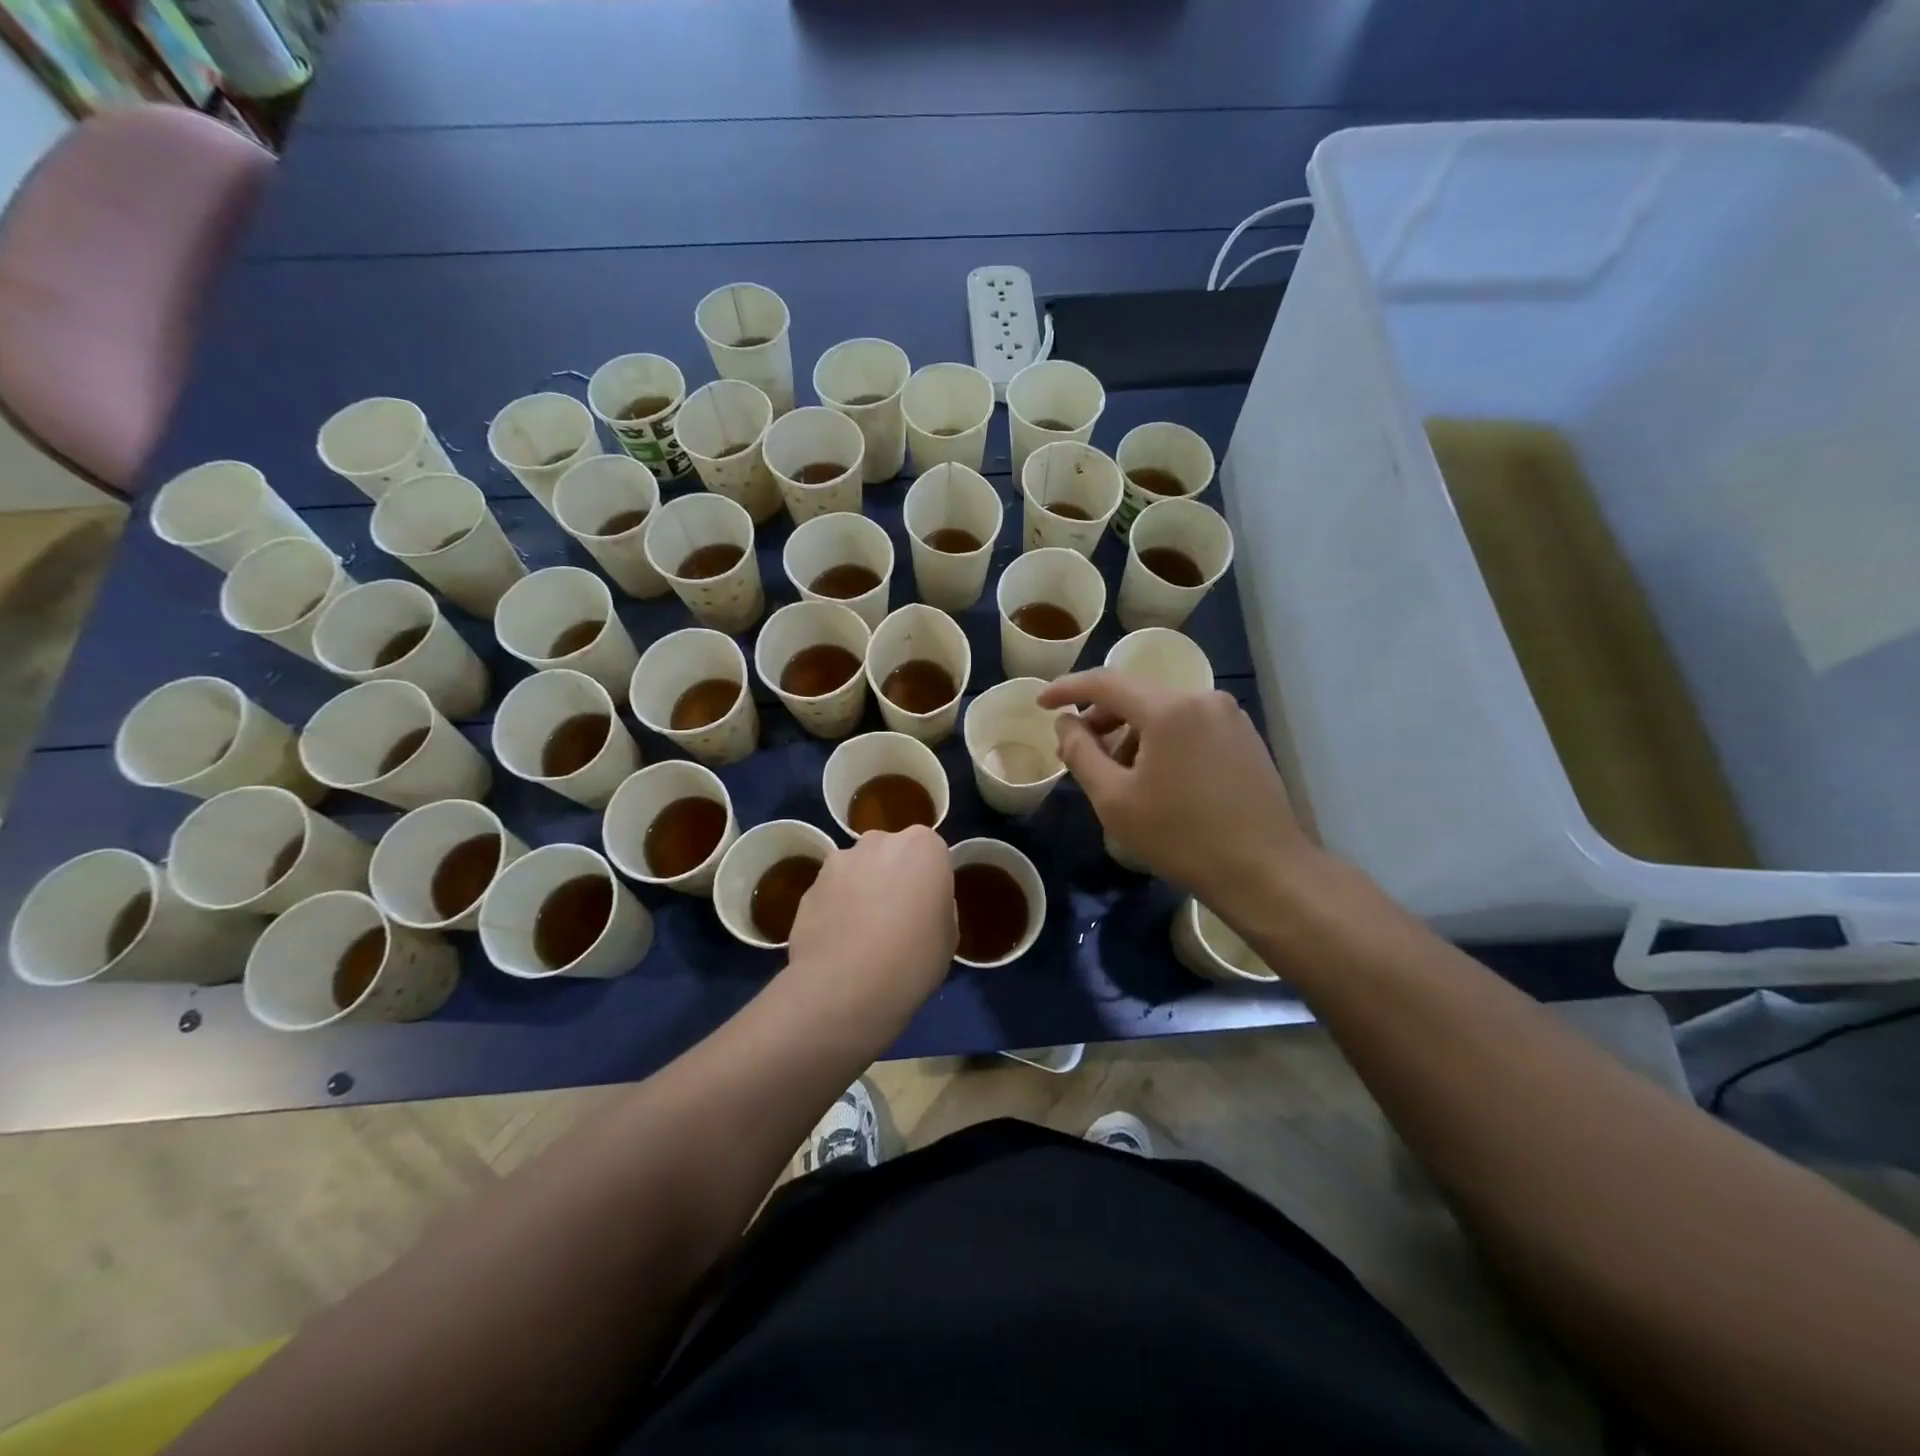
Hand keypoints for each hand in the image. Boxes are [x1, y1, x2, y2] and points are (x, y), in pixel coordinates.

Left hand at [786, 826, 954, 1013]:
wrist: (845, 985)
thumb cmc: (913, 958)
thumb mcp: (949, 937)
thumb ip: (938, 907)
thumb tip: (920, 906)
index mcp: (924, 847)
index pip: (932, 853)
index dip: (929, 882)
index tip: (927, 909)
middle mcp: (880, 841)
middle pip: (891, 853)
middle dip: (893, 877)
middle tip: (895, 919)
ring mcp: (840, 861)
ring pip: (857, 871)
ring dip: (861, 891)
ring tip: (861, 936)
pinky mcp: (809, 885)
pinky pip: (832, 893)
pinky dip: (835, 910)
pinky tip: (838, 945)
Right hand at [1037, 670, 1318, 919]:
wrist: (1265, 872)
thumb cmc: (1181, 837)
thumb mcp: (1114, 799)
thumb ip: (1081, 752)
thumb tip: (1066, 722)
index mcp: (1169, 709)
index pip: (1105, 683)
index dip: (1066, 690)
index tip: (1041, 704)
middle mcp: (1203, 699)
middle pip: (1136, 696)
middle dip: (1100, 719)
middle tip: (1077, 752)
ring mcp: (1230, 717)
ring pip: (1163, 712)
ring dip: (1131, 734)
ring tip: (1118, 776)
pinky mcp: (1245, 737)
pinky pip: (1189, 726)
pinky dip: (1162, 741)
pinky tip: (1157, 779)